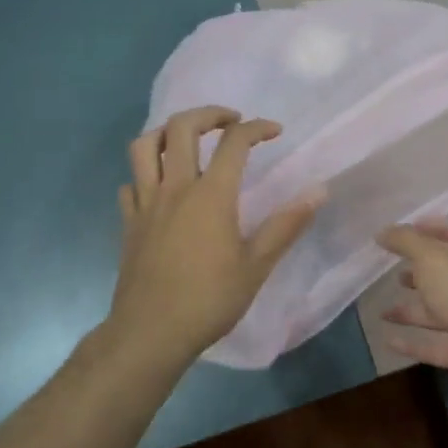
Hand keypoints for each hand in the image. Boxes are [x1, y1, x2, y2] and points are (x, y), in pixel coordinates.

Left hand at [107, 106, 322, 369]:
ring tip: (187, 140)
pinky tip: (158, 186)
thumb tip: (319, 190)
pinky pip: (130, 183)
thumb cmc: (209, 300)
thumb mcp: (257, 265)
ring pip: (145, 146)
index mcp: (211, 194)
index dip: (257, 128)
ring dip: (167, 132)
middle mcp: (175, 188)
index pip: (234, 142)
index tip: (275, 130)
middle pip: (182, 127)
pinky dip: (144, 174)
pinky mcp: (128, 222)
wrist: (150, 333)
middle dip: (209, 114)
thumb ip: (286, 224)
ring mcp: (146, 203)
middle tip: (230, 121)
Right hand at [375, 221, 447, 396]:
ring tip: (383, 309)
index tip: (406, 229)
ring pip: (436, 310)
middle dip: (420, 271)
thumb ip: (405, 242)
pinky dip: (411, 343)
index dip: (432, 228)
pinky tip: (388, 341)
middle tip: (392, 270)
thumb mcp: (432, 257)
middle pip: (444, 273)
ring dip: (411, 309)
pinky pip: (432, 345)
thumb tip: (382, 231)